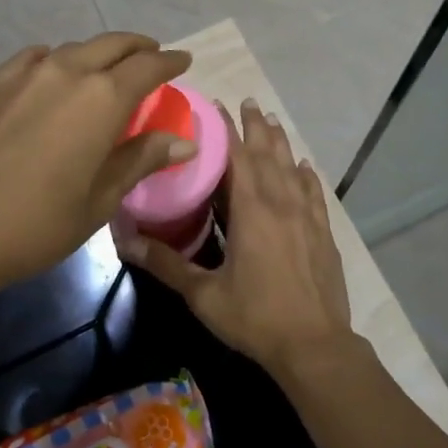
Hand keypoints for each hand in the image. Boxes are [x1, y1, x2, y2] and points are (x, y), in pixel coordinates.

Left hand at [0, 34, 194, 294]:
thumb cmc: (36, 223)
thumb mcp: (100, 199)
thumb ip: (141, 160)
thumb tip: (184, 141)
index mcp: (102, 98)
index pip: (147, 67)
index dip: (169, 62)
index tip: (184, 61)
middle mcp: (68, 72)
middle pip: (112, 45)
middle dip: (139, 47)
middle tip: (153, 57)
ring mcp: (27, 74)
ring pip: (75, 48)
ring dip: (100, 52)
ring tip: (109, 69)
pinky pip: (37, 57)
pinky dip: (58, 58)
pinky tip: (55, 73)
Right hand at [117, 100, 357, 382]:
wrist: (315, 345)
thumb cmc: (256, 317)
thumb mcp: (203, 294)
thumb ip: (166, 264)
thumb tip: (124, 241)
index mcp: (252, 209)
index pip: (238, 156)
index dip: (227, 129)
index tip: (217, 106)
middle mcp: (281, 202)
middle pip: (267, 153)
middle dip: (255, 126)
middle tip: (247, 102)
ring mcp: (306, 216)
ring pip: (291, 167)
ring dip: (280, 142)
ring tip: (271, 120)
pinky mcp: (323, 232)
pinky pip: (314, 193)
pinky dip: (306, 176)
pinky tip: (304, 168)